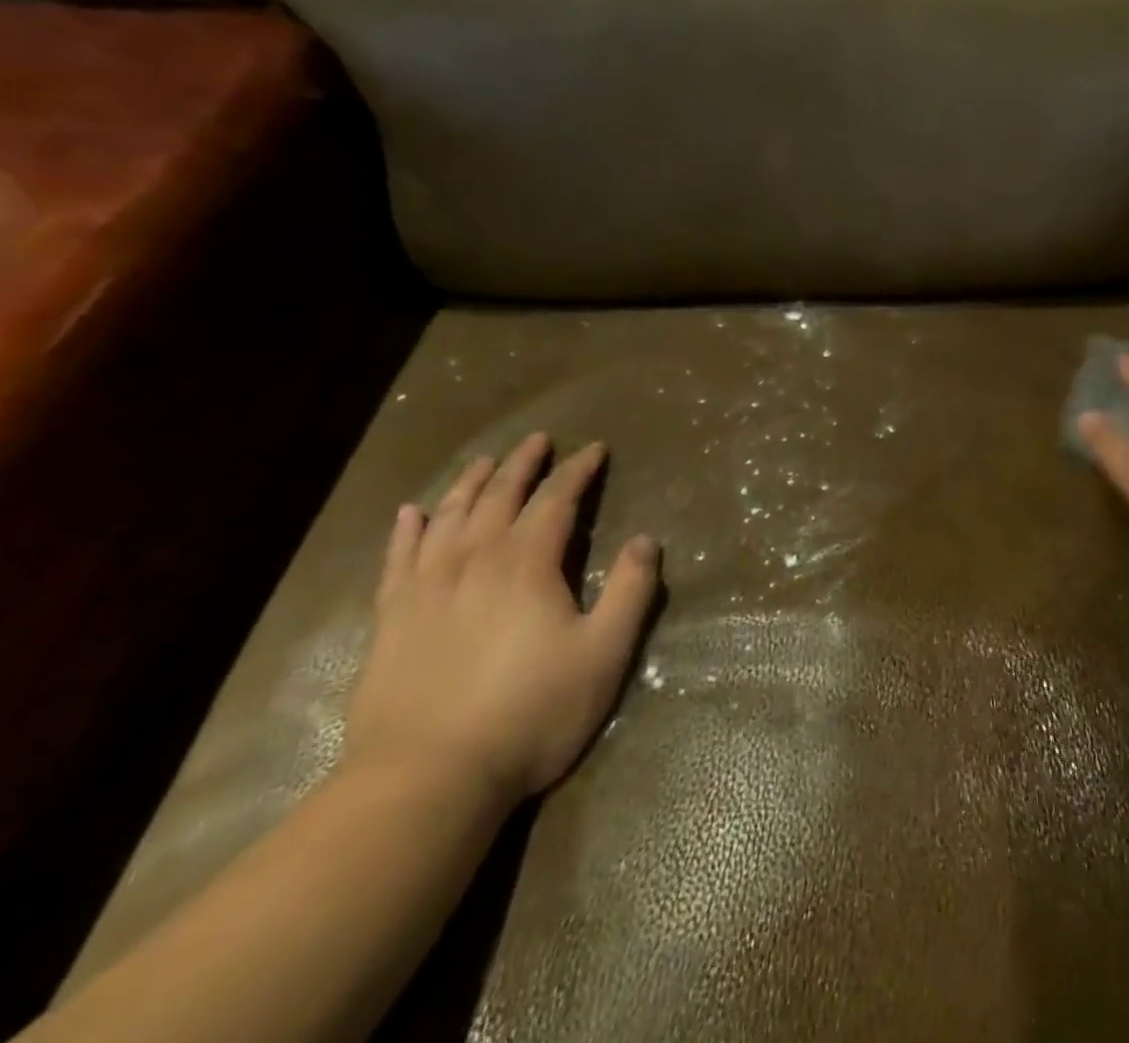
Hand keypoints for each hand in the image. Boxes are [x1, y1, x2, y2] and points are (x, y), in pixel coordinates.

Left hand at [344, 433, 658, 802]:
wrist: (426, 780)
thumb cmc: (530, 713)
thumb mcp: (604, 654)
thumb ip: (631, 591)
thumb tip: (646, 540)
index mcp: (526, 564)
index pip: (556, 500)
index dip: (577, 471)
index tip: (594, 449)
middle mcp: (473, 562)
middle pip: (498, 497)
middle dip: (522, 465)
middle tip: (537, 439)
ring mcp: (425, 589)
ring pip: (447, 518)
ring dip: (469, 484)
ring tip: (484, 461)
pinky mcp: (391, 621)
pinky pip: (397, 559)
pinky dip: (405, 531)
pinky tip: (411, 513)